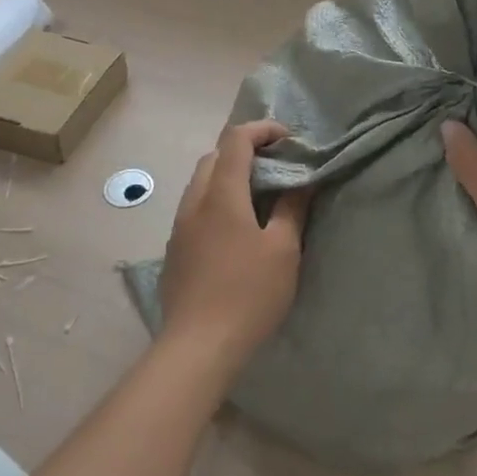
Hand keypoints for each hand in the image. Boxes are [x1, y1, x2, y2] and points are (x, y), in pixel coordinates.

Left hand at [158, 120, 310, 367]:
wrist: (198, 346)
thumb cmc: (249, 294)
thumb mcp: (283, 250)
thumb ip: (292, 209)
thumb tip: (302, 182)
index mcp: (222, 195)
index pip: (236, 140)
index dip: (262, 130)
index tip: (288, 139)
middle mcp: (195, 203)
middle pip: (214, 157)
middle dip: (244, 150)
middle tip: (276, 165)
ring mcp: (179, 227)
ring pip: (201, 183)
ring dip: (228, 176)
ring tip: (258, 195)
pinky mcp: (175, 251)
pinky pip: (195, 209)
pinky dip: (216, 200)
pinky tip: (235, 229)